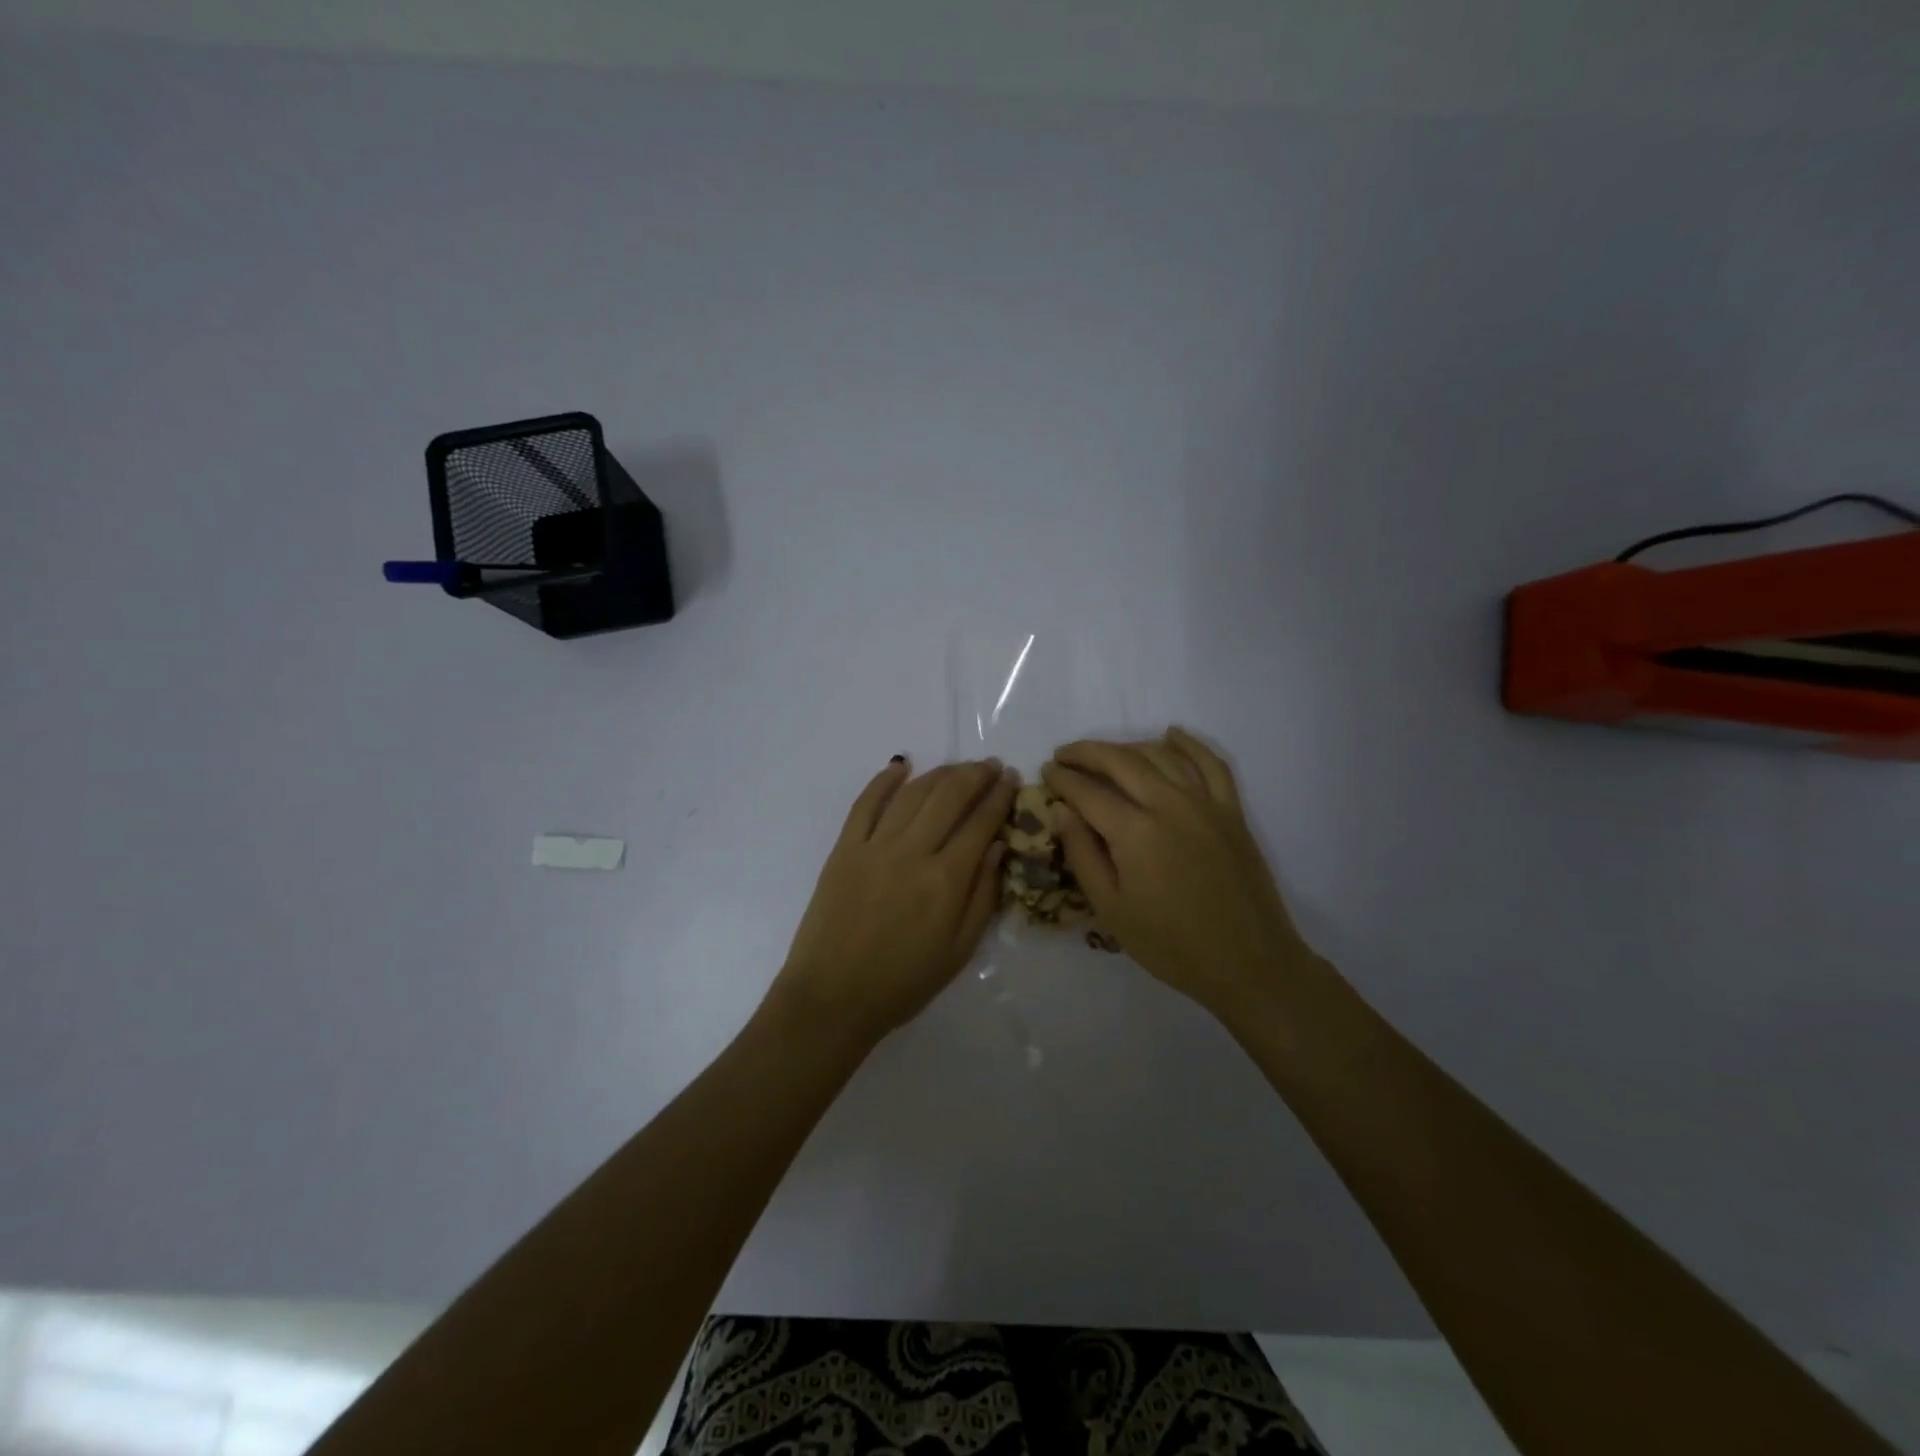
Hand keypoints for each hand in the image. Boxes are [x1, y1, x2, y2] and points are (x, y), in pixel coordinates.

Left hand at [774, 756, 1016, 1048]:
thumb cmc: (903, 983)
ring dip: (940, 774)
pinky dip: (884, 780)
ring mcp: (874, 846)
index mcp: (945, 880)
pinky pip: (865, 803)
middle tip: (991, 765)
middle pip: (949, 797)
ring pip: (912, 794)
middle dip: (976, 775)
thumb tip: (998, 845)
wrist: (833, 998)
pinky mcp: (843, 849)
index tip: (1012, 779)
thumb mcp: (959, 951)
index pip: (981, 823)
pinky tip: (901, 765)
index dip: (1000, 797)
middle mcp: (912, 852)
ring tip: (958, 767)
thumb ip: (983, 895)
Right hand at [1041, 728, 1315, 1020]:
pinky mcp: (1231, 811)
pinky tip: (1172, 734)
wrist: (1248, 963)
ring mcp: (1205, 804)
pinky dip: (1190, 745)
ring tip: (1104, 754)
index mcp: (1134, 832)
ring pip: (1160, 756)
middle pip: (1120, 761)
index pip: (1087, 791)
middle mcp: (1168, 804)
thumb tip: (1061, 811)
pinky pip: (1211, 764)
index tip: (1045, 771)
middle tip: (1064, 755)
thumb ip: (1083, 854)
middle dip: (1086, 753)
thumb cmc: (1171, 945)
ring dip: (1126, 747)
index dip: (1062, 778)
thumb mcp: (1111, 909)